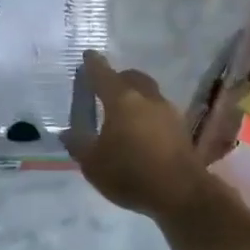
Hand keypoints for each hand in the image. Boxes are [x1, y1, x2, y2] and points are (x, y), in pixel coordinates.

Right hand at [64, 52, 213, 218]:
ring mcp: (168, 112)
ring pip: (148, 93)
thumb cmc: (130, 173)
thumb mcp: (92, 164)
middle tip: (104, 88)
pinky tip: (141, 130)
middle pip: (131, 77)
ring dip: (135, 96)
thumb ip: (78, 144)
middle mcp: (146, 98)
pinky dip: (147, 113)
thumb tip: (68, 132)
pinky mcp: (180, 128)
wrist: (181, 194)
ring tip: (122, 112)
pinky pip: (159, 111)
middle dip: (117, 78)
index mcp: (121, 100)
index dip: (92, 64)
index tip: (87, 56)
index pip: (102, 74)